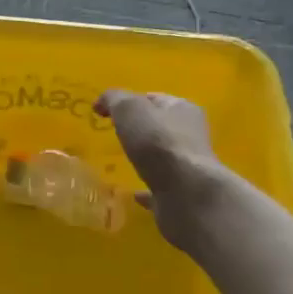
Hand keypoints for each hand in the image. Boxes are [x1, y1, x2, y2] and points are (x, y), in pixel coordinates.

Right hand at [95, 89, 235, 255]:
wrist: (185, 193)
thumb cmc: (158, 142)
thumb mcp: (128, 108)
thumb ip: (113, 99)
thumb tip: (101, 103)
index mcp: (182, 109)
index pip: (153, 99)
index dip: (130, 102)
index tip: (107, 112)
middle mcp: (190, 135)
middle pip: (159, 127)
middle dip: (139, 130)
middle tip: (114, 135)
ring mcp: (188, 167)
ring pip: (161, 158)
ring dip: (145, 159)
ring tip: (121, 162)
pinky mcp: (182, 194)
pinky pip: (160, 188)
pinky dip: (147, 189)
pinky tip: (133, 193)